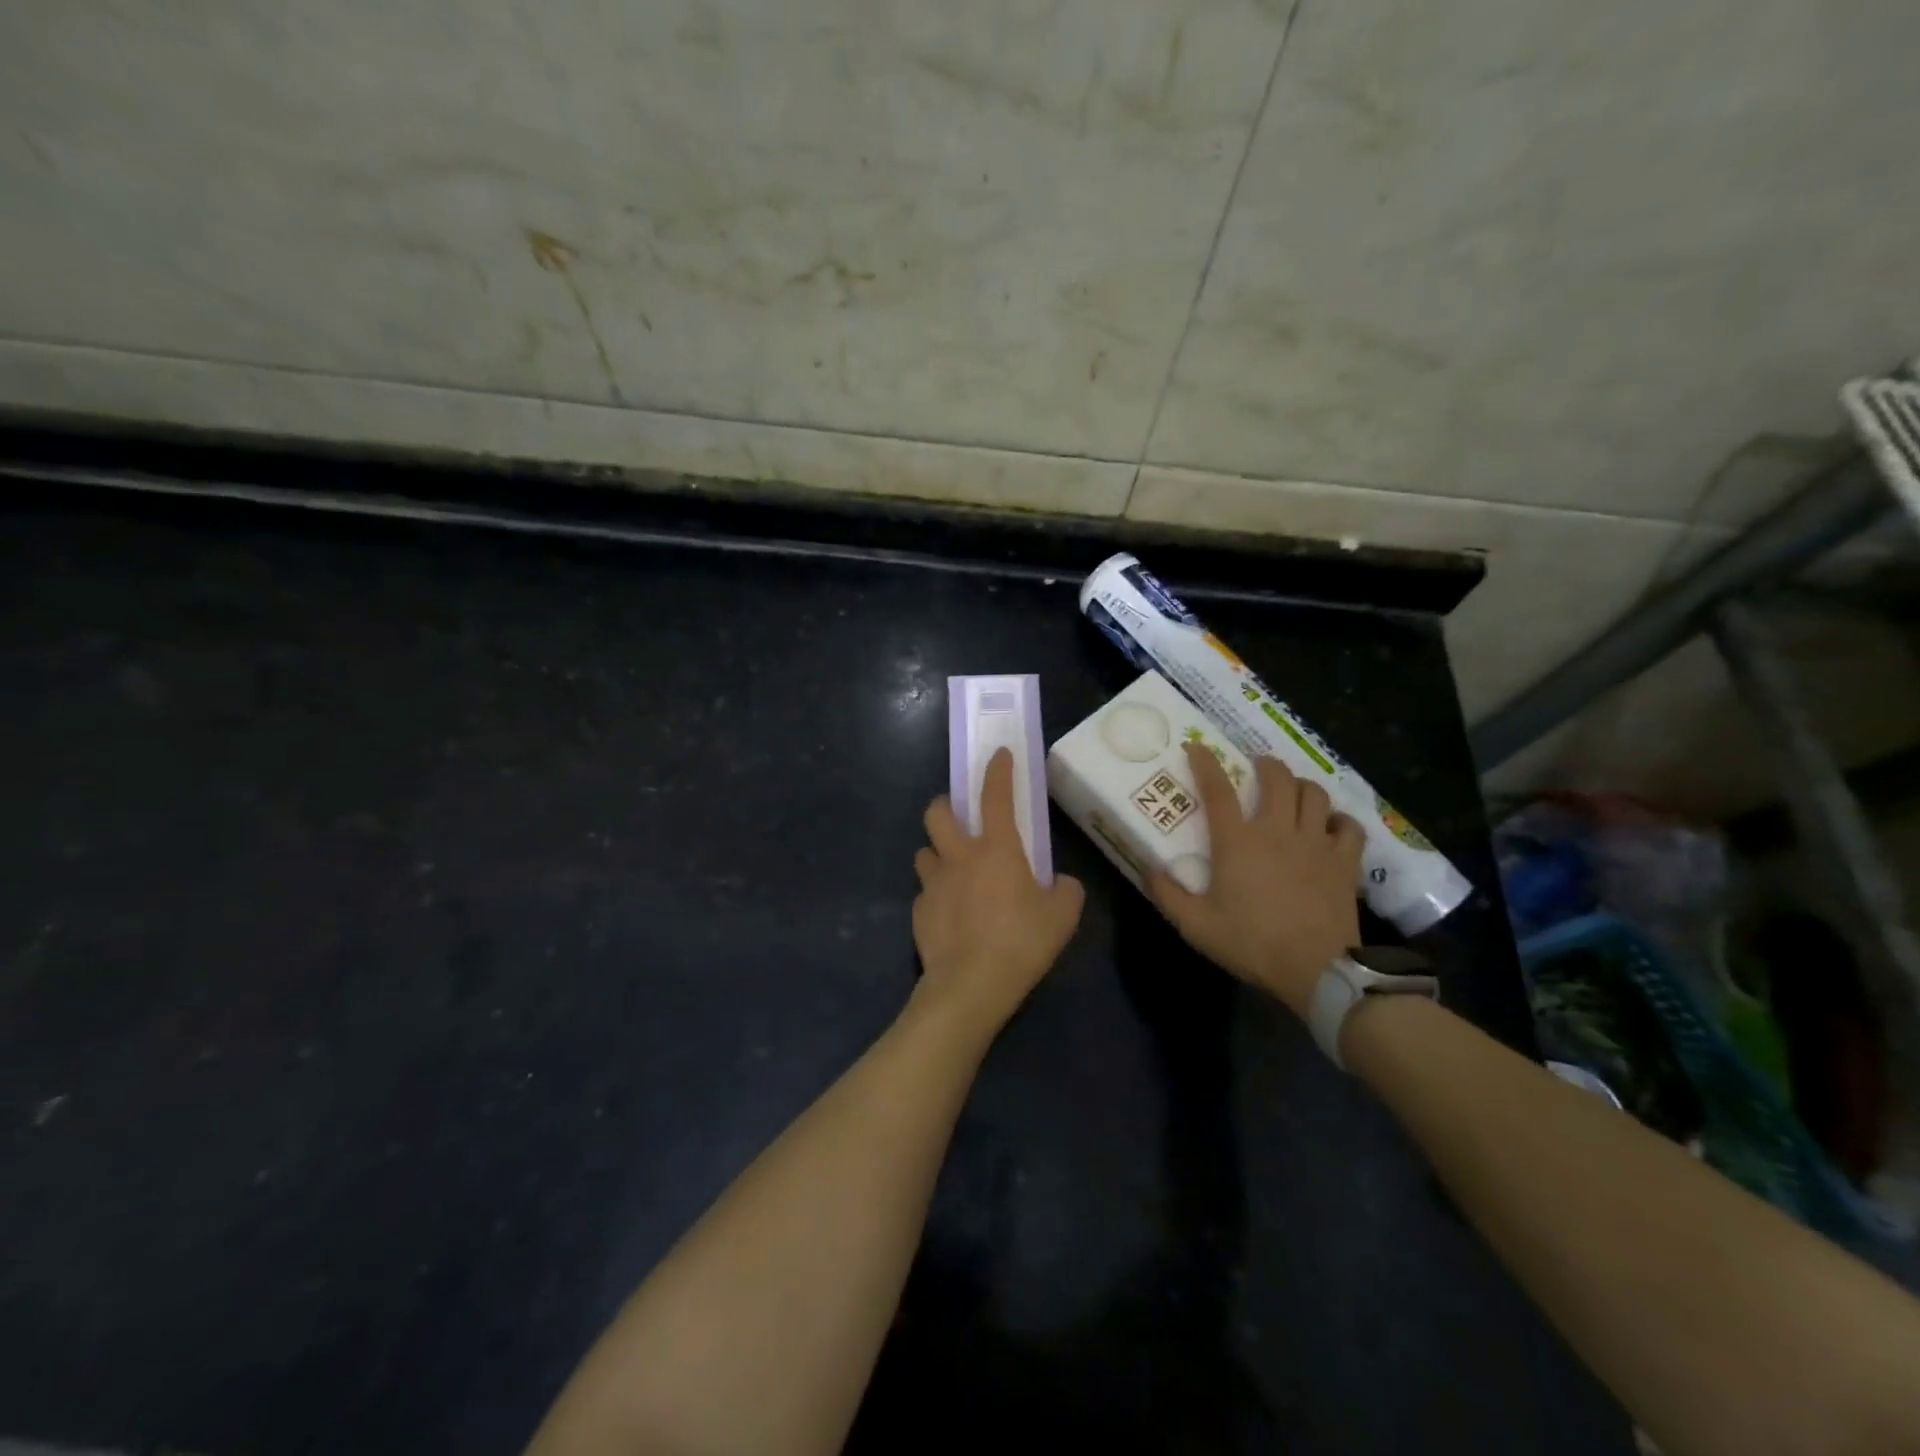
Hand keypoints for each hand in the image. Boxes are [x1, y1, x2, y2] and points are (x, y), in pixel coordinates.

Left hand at [912, 748, 1084, 1038]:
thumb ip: (1066, 890)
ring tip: (954, 871)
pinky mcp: (918, 911)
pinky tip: (950, 914)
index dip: (998, 769)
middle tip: (961, 820)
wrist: (969, 986)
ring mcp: (932, 883)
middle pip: (937, 812)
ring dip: (938, 853)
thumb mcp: (1062, 916)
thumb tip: (1060, 884)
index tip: (998, 754)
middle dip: (946, 806)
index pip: (995, 794)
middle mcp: (958, 856)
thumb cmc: (1021, 943)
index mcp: (996, 848)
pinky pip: (924, 892)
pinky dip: (936, 895)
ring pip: (924, 851)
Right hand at [1150, 743, 1363, 1016]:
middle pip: (1277, 778)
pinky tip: (1331, 826)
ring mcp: (1315, 842)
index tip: (1197, 746)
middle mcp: (1277, 830)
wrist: (1316, 970)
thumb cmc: (1251, 943)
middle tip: (1257, 767)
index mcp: (1237, 841)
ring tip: (1293, 791)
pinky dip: (1339, 820)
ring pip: (1314, 793)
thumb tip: (1150, 869)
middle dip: (1265, 764)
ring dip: (1301, 785)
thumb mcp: (1195, 926)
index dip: (1205, 762)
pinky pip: (1348, 826)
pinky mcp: (1344, 861)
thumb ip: (1168, 894)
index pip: (1217, 789)